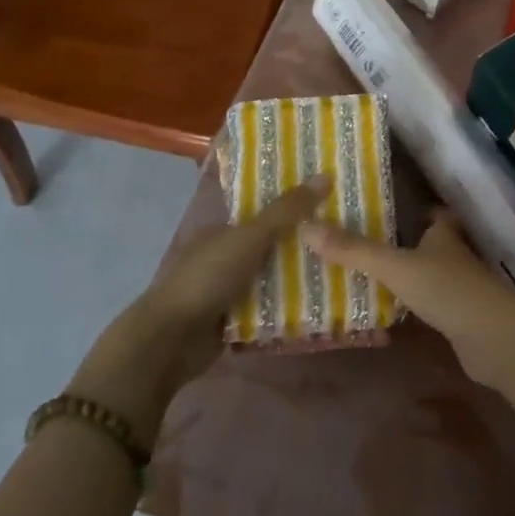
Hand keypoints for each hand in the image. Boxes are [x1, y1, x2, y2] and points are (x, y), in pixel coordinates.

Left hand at [69, 175, 328, 436]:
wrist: (169, 341)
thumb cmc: (207, 278)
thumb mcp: (250, 237)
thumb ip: (286, 211)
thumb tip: (325, 174)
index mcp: (223, 230)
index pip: (264, 213)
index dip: (294, 208)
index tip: (330, 206)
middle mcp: (224, 257)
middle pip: (269, 246)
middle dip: (300, 245)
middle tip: (344, 240)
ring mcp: (226, 291)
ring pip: (269, 279)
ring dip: (296, 280)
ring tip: (341, 272)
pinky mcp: (230, 322)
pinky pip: (265, 309)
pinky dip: (284, 309)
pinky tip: (318, 307)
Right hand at [300, 212, 514, 390]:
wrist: (494, 339)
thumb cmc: (447, 290)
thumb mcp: (395, 266)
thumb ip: (354, 250)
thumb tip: (306, 227)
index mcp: (442, 233)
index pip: (430, 212)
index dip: (412, 208)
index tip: (382, 206)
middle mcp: (453, 254)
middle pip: (428, 242)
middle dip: (402, 241)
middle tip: (363, 242)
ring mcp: (458, 287)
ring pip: (428, 272)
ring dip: (406, 273)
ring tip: (367, 275)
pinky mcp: (459, 318)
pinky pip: (429, 303)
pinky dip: (412, 303)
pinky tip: (390, 310)